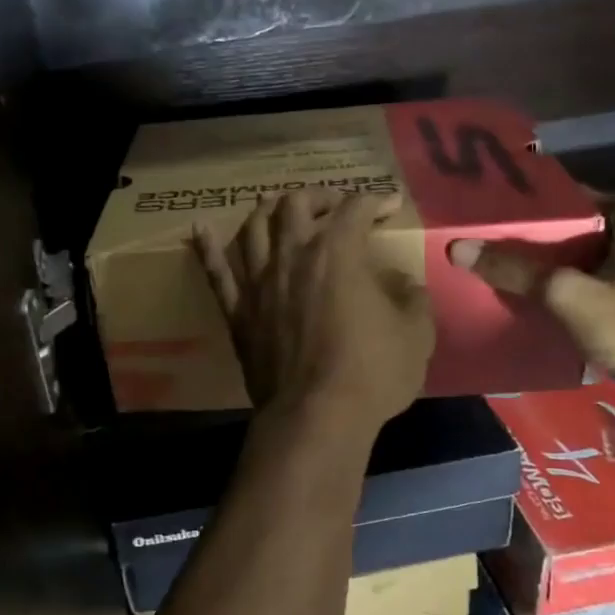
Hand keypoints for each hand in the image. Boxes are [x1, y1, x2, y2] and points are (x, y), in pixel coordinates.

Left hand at [195, 188, 434, 428]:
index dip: (375, 200)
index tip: (388, 206)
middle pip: (295, 205)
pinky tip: (199, 229)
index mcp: (337, 253)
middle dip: (318, 197)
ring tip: (278, 208)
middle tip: (333, 208)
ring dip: (267, 211)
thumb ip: (411, 299)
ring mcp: (258, 283)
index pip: (355, 209)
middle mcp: (292, 256)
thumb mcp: (415, 334)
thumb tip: (402, 284)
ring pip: (252, 228)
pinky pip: (217, 273)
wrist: (315, 416)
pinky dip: (207, 247)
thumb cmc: (371, 374)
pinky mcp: (238, 312)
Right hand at [447, 193, 614, 386]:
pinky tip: (549, 322)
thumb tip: (460, 248)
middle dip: (568, 240)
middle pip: (606, 242)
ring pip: (603, 280)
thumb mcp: (568, 293)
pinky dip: (577, 314)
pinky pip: (602, 315)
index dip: (588, 195)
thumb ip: (517, 272)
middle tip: (525, 240)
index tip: (551, 199)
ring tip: (529, 279)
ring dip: (572, 278)